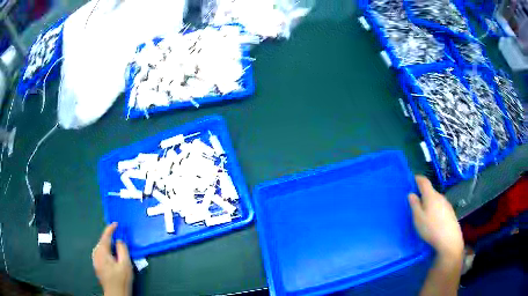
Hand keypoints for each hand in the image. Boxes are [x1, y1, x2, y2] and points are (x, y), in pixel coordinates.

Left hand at [92, 223, 132, 295]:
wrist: (115, 294)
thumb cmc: (121, 280)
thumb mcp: (125, 265)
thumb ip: (122, 250)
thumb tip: (119, 241)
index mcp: (102, 252)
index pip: (105, 236)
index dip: (111, 229)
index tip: (116, 223)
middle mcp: (96, 254)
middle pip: (102, 241)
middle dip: (110, 238)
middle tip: (119, 237)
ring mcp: (95, 260)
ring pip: (101, 247)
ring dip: (108, 245)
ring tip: (116, 246)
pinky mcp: (97, 265)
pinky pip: (100, 253)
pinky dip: (106, 251)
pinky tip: (112, 256)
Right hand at [408, 176, 463, 260]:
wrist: (449, 239)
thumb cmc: (431, 228)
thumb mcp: (418, 218)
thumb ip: (414, 205)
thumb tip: (411, 194)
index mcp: (431, 195)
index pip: (424, 181)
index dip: (418, 178)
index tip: (413, 179)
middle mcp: (440, 196)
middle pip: (430, 191)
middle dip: (423, 194)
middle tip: (416, 202)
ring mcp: (446, 204)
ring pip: (436, 200)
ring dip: (429, 203)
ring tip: (424, 213)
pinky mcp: (450, 212)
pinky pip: (440, 207)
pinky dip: (435, 209)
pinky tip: (433, 220)